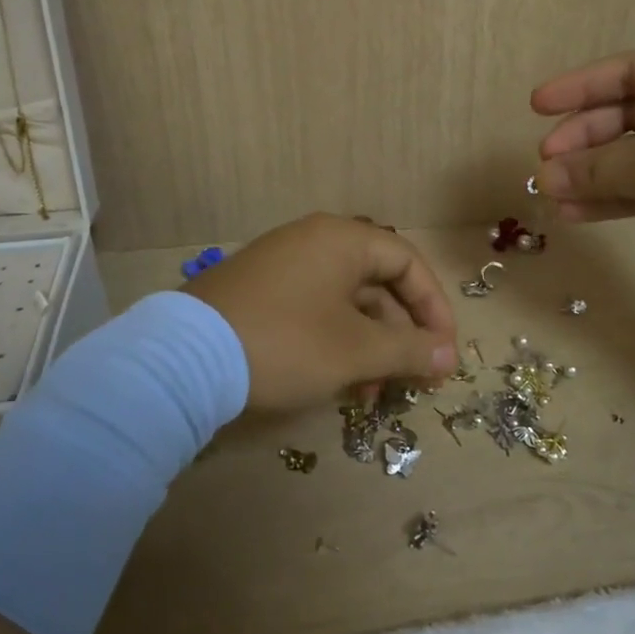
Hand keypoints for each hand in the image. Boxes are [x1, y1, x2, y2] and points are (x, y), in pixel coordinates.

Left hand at [184, 214, 457, 409]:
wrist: (184, 359)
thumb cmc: (287, 343)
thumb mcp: (356, 350)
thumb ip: (410, 350)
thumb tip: (449, 355)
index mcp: (343, 239)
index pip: (408, 262)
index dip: (434, 308)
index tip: (444, 352)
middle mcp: (314, 241)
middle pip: (377, 283)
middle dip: (400, 335)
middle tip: (412, 378)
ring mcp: (282, 264)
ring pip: (346, 302)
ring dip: (368, 346)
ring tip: (371, 394)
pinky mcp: (259, 291)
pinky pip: (315, 310)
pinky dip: (335, 342)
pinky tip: (337, 383)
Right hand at [531, 49, 634, 303]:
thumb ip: (596, 166)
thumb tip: (545, 176)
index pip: (629, 71)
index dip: (578, 87)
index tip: (536, 106)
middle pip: (628, 115)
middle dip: (584, 140)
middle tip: (545, 163)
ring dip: (593, 174)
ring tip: (551, 193)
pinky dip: (615, 198)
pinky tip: (577, 214)